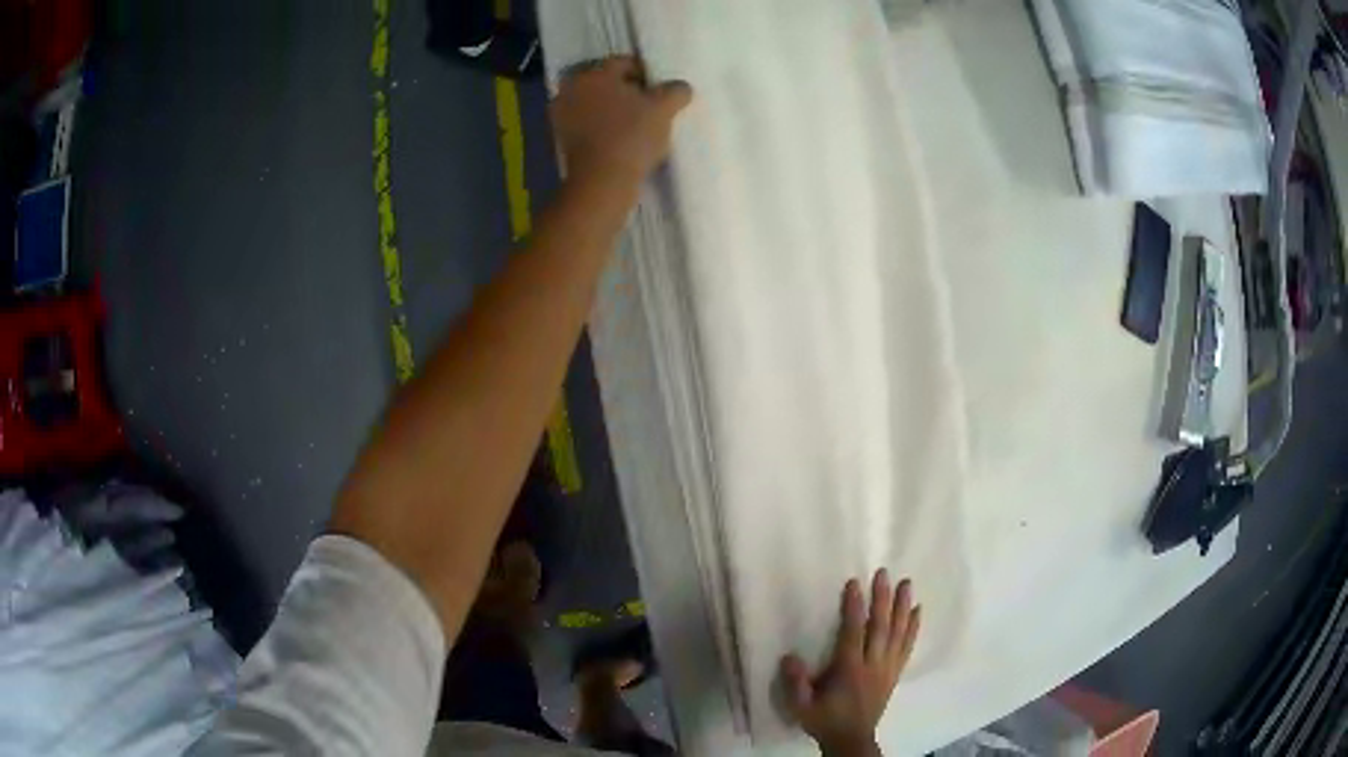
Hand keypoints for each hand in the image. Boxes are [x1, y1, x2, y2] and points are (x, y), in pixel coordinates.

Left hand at [550, 56, 692, 187]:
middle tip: (649, 107)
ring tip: (635, 124)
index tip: (662, 91)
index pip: (625, 63)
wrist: (601, 181)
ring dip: (613, 109)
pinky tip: (618, 138)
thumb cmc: (632, 136)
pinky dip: (600, 126)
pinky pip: (586, 123)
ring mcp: (561, 113)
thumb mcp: (664, 109)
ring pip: (595, 103)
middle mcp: (572, 87)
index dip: (647, 74)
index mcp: (594, 73)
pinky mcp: (560, 138)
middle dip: (627, 91)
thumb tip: (680, 88)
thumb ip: (675, 91)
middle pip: (606, 83)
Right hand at [780, 570, 921, 756]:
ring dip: (902, 607)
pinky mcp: (895, 673)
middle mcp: (873, 664)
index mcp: (850, 670)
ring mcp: (887, 668)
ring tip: (906, 584)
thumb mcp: (802, 707)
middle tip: (885, 573)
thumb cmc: (825, 720)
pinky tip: (918, 611)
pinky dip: (913, 628)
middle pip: (880, 627)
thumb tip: (789, 657)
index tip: (855, 583)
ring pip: (898, 633)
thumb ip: (796, 683)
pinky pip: (907, 646)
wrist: (851, 740)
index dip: (854, 608)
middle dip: (882, 599)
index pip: (853, 633)